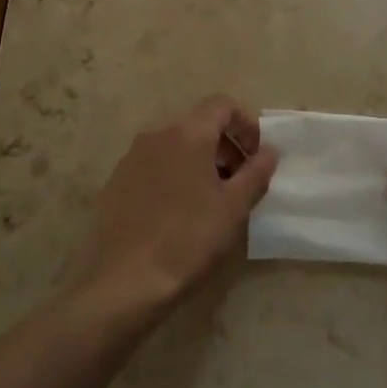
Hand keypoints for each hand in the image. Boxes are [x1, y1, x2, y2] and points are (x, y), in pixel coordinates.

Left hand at [70, 95, 278, 321]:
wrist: (123, 282)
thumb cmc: (187, 240)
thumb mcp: (233, 209)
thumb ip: (256, 173)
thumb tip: (270, 150)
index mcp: (187, 134)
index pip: (221, 105)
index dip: (245, 125)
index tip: (257, 156)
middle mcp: (156, 135)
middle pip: (198, 125)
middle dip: (224, 147)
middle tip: (239, 184)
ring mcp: (131, 158)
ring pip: (175, 147)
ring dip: (199, 163)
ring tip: (210, 202)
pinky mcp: (116, 182)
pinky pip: (154, 167)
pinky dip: (173, 177)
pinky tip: (177, 215)